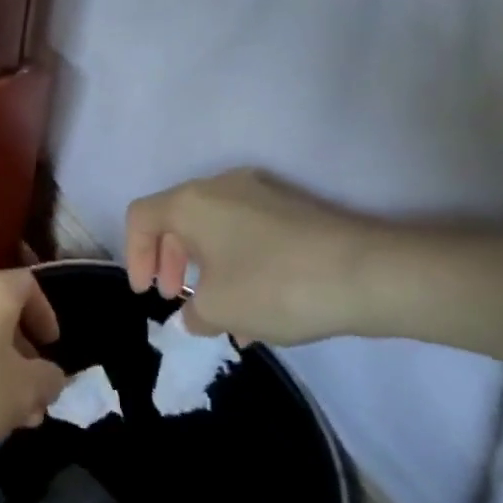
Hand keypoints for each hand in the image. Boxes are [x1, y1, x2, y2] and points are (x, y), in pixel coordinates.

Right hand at [126, 168, 386, 344]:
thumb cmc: (274, 285)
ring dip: (206, 268)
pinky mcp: (293, 210)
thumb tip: (194, 315)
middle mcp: (221, 187)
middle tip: (175, 298)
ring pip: (215, 229)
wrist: (368, 273)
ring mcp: (261, 194)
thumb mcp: (219, 310)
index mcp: (191, 202)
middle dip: (170, 262)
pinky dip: (238, 265)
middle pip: (177, 220)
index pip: (141, 217)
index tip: (147, 293)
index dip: (134, 255)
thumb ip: (193, 314)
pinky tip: (257, 312)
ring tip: (219, 315)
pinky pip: (248, 234)